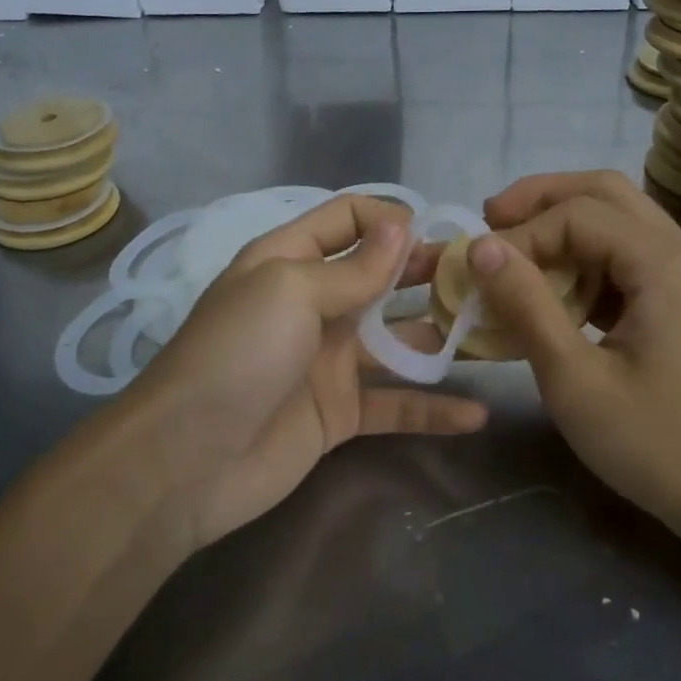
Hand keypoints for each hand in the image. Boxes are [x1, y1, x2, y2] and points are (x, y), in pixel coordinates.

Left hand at [130, 195, 486, 552]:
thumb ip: (353, 267)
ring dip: (441, 337)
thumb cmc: (237, 355)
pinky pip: (394, 404)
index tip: (438, 233)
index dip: (391, 219)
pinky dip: (432, 409)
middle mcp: (312, 304)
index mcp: (289, 261)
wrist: (186, 462)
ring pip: (397, 341)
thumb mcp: (289, 291)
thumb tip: (401, 225)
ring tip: (494, 334)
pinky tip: (475, 412)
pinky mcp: (340, 413)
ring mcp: (328, 361)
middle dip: (427, 273)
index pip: (347, 218)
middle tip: (482, 279)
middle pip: (380, 277)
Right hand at [470, 172, 680, 548]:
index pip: (578, 214)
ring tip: (514, 252)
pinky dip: (585, 259)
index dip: (521, 234)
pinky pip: (629, 257)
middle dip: (542, 200)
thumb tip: (481, 248)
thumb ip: (527, 305)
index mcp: (665, 265)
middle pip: (606, 193)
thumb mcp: (575, 380)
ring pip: (619, 220)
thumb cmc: (657, 446)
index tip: (477, 269)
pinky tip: (554, 290)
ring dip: (563, 226)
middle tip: (490, 220)